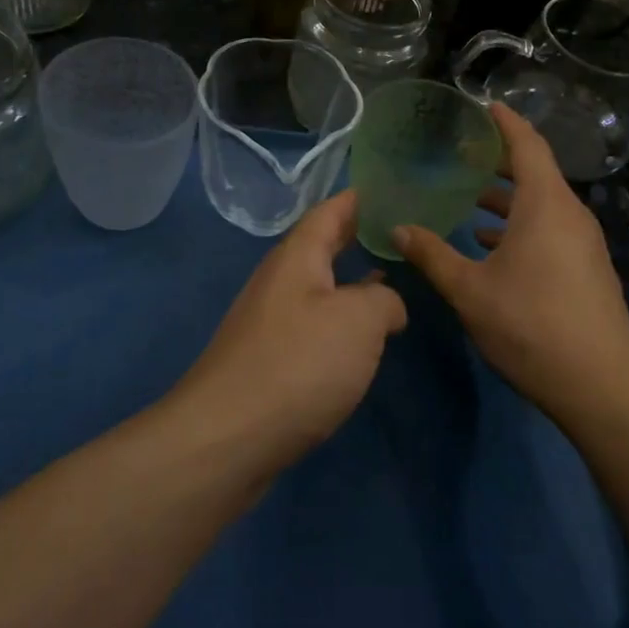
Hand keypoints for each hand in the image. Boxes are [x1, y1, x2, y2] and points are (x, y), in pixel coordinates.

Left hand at [177, 190, 407, 471]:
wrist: (228, 438)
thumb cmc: (298, 364)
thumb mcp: (359, 320)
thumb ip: (384, 301)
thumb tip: (388, 305)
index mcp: (297, 257)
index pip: (330, 211)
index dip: (360, 198)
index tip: (392, 189)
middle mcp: (279, 282)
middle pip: (321, 247)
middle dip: (358, 238)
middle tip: (401, 234)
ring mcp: (270, 322)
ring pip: (319, 289)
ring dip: (352, 283)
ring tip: (393, 281)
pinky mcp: (269, 361)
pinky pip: (313, 326)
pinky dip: (341, 322)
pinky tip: (362, 341)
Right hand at [394, 104, 628, 418]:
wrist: (602, 386)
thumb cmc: (531, 326)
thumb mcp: (470, 290)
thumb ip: (432, 255)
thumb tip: (397, 228)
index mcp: (545, 205)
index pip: (527, 145)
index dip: (505, 122)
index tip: (483, 105)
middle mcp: (570, 215)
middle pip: (536, 171)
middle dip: (500, 158)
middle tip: (464, 150)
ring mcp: (583, 243)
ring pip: (542, 204)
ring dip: (508, 196)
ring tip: (470, 196)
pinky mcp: (586, 268)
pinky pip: (550, 228)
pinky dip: (520, 224)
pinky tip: (490, 244)